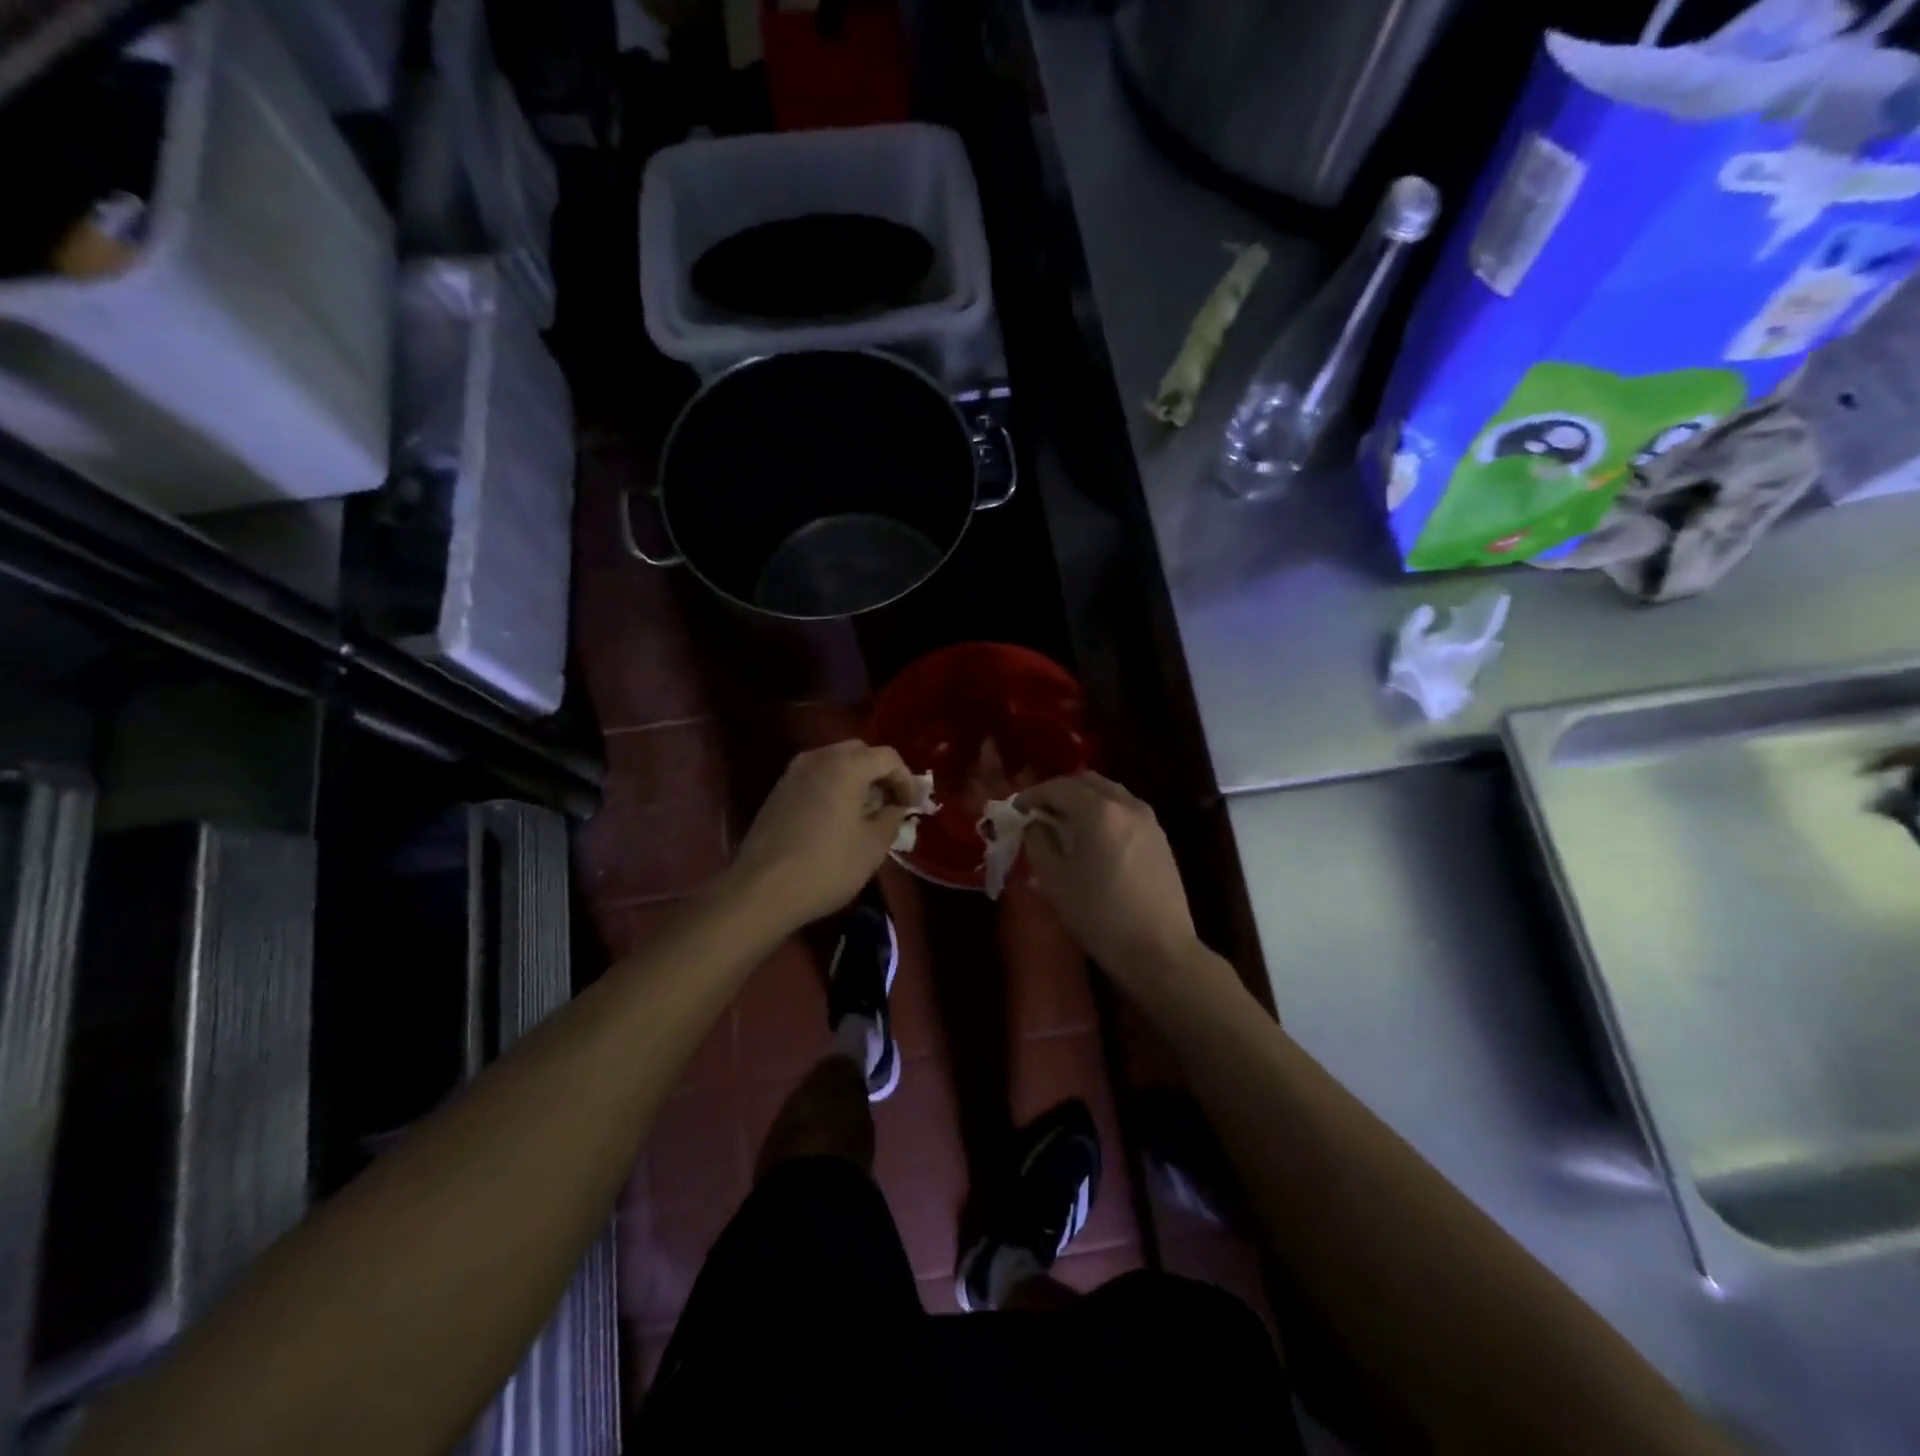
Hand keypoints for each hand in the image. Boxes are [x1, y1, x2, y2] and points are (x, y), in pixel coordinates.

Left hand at [726, 741, 914, 932]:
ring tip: (866, 812)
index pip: (888, 757)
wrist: (761, 890)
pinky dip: (834, 787)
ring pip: (835, 763)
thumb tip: (895, 807)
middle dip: (880, 774)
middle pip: (860, 753)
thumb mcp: (873, 846)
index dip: (906, 779)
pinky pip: (816, 777)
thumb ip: (892, 818)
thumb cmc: (826, 866)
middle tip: (892, 803)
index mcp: (845, 766)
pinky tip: (838, 818)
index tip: (913, 806)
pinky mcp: (778, 791)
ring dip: (856, 780)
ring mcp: (793, 773)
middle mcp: (817, 758)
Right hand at [1017, 773, 1198, 988]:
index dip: (1033, 795)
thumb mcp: (1056, 880)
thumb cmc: (1100, 916)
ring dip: (1084, 799)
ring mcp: (1148, 820)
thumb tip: (1035, 824)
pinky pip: (1126, 809)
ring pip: (1110, 793)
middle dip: (1060, 791)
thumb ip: (1039, 842)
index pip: (1058, 787)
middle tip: (1040, 811)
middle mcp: (1126, 805)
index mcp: (1098, 811)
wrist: (1160, 950)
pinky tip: (1093, 836)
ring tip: (1065, 822)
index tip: (1016, 809)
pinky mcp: (1160, 838)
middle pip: (1087, 782)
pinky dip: (1104, 811)